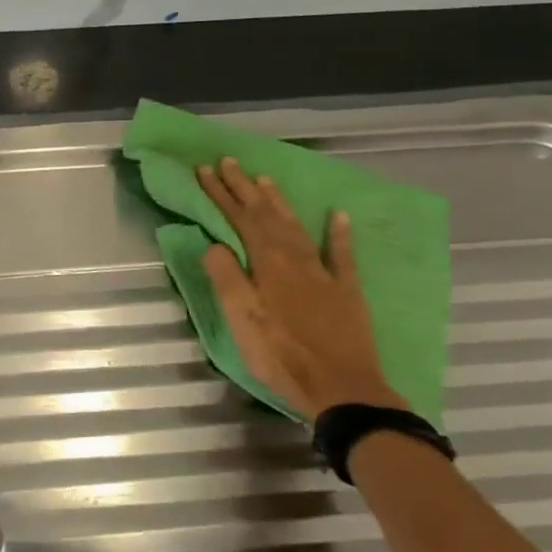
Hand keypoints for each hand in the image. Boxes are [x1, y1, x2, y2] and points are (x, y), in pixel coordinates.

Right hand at [196, 157, 406, 420]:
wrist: (342, 389)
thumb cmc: (281, 356)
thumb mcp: (241, 319)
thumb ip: (226, 278)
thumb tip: (213, 243)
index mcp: (267, 264)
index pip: (239, 219)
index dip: (220, 194)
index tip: (203, 170)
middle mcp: (296, 259)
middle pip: (266, 215)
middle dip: (244, 188)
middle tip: (228, 162)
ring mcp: (324, 273)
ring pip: (296, 227)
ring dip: (278, 202)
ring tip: (265, 180)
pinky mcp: (347, 291)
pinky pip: (342, 254)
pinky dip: (338, 233)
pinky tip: (338, 216)